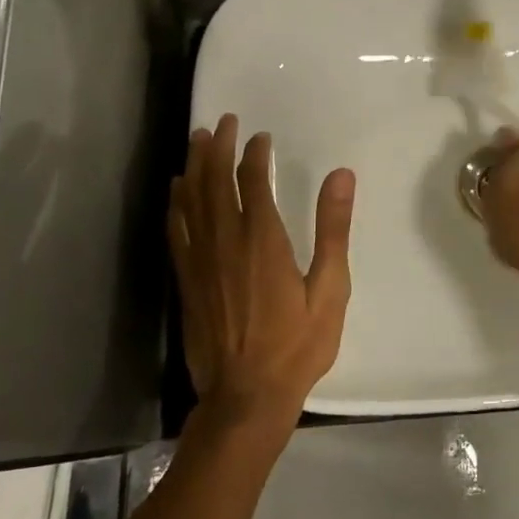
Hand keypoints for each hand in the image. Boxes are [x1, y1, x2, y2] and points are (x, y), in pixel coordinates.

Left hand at [168, 114, 354, 430]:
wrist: (246, 397)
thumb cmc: (297, 345)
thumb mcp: (330, 288)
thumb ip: (332, 229)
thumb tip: (341, 175)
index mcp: (262, 240)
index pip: (252, 180)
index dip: (254, 153)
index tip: (260, 136)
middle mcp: (225, 241)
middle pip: (215, 181)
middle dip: (218, 147)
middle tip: (222, 121)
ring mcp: (200, 261)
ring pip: (191, 201)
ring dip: (194, 166)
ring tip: (197, 140)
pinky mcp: (186, 280)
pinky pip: (177, 230)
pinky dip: (176, 204)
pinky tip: (177, 191)